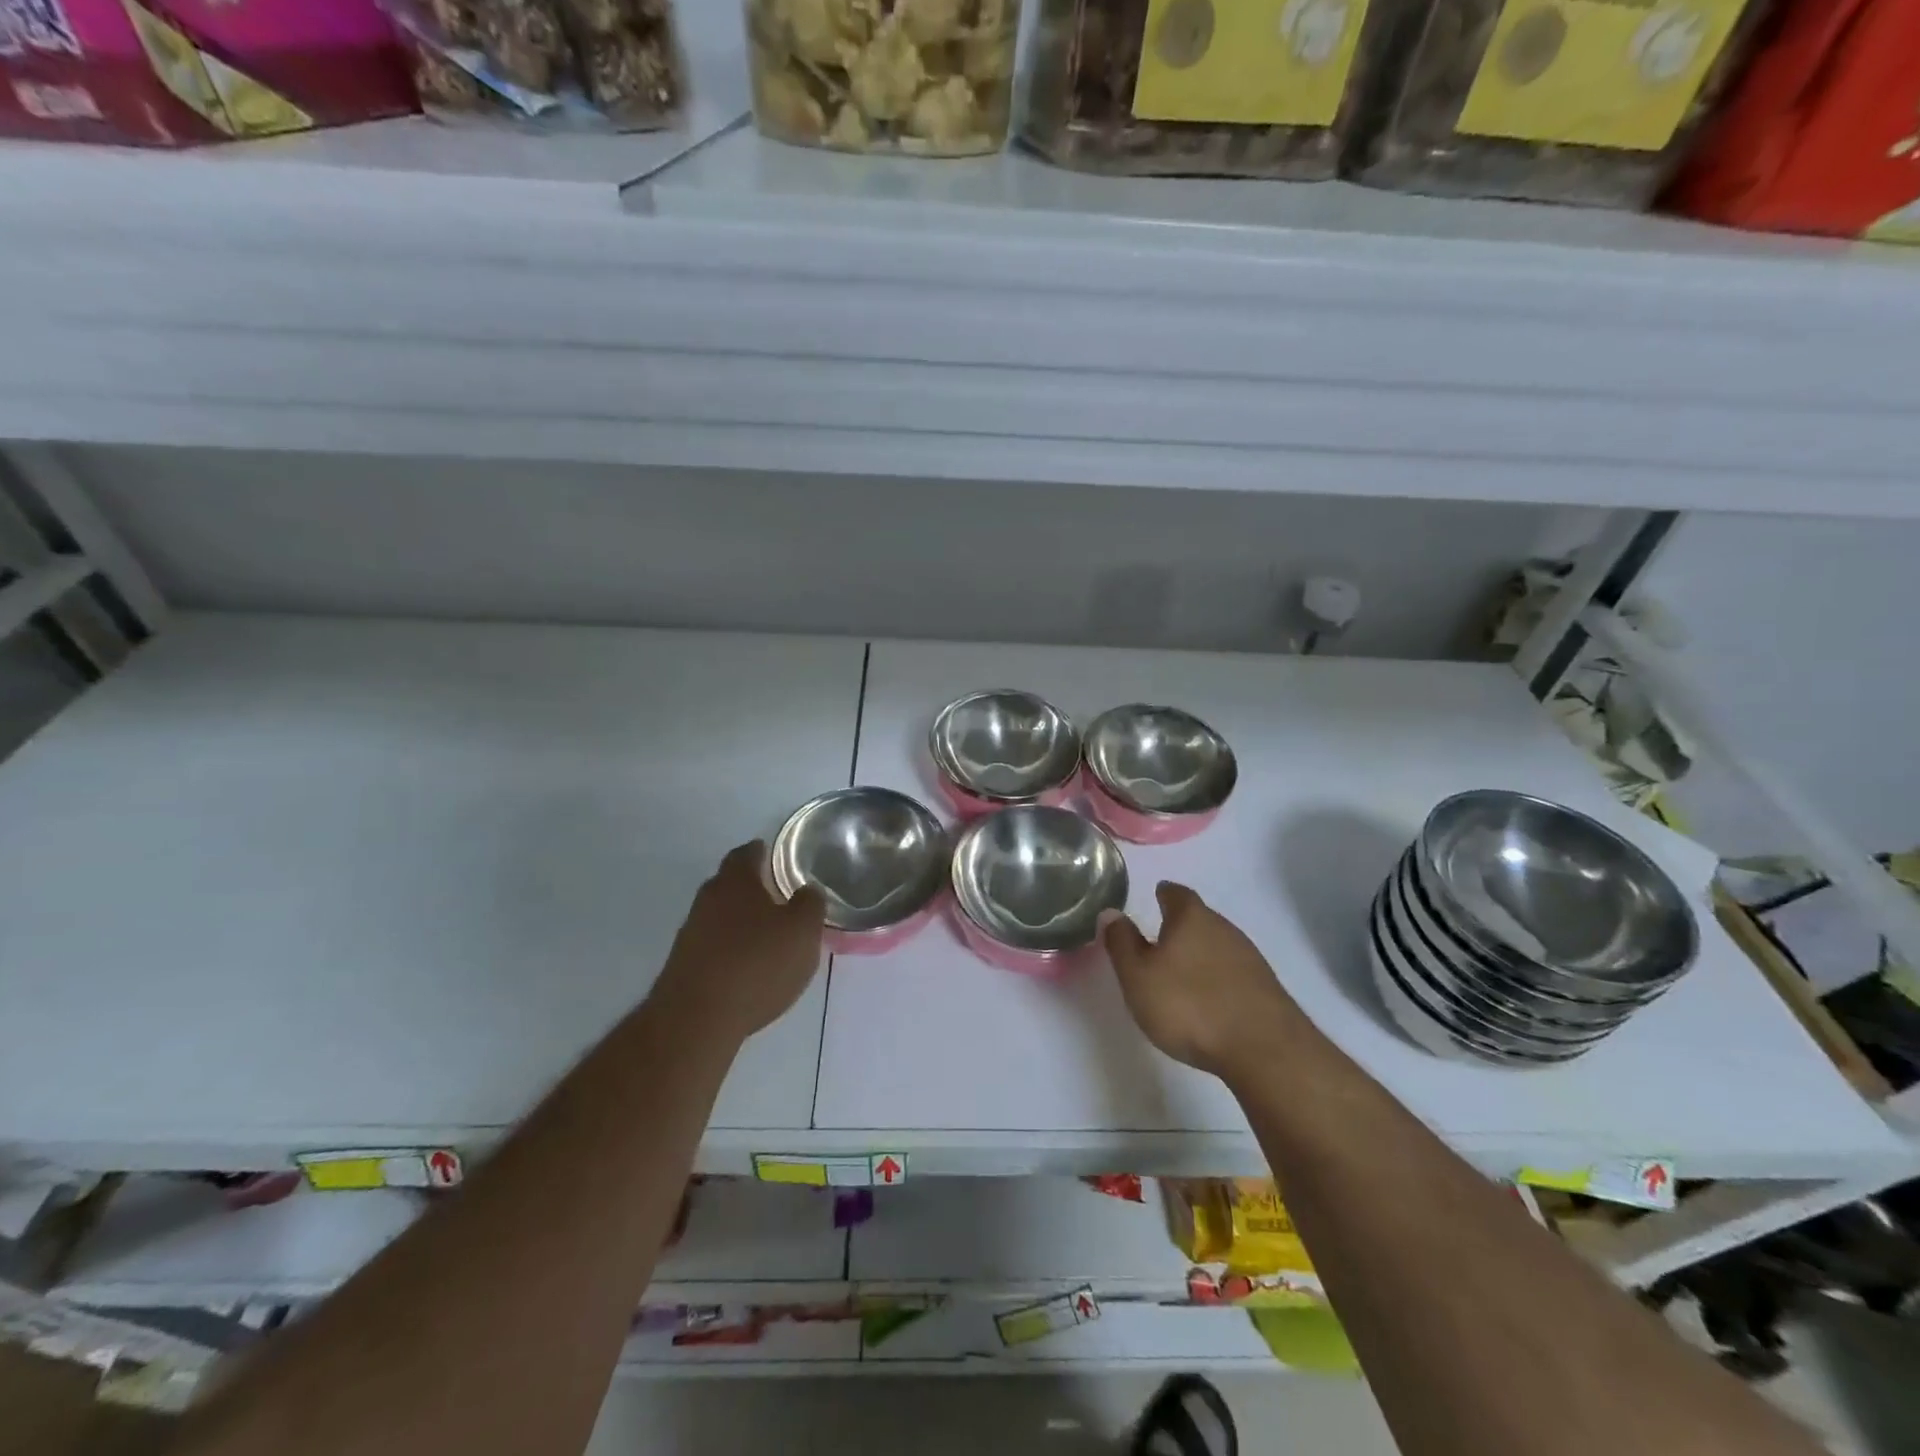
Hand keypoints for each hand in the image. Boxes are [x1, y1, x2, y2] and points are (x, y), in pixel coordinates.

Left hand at [654, 841, 825, 1045]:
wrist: (696, 1019)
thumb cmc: (756, 963)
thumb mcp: (802, 931)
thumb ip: (810, 904)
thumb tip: (807, 890)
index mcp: (735, 882)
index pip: (746, 854)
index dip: (761, 852)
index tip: (774, 855)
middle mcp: (707, 900)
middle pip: (729, 883)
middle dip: (751, 887)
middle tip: (778, 895)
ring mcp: (690, 933)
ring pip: (720, 916)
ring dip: (740, 920)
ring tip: (767, 934)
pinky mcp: (684, 966)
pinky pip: (713, 945)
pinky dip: (730, 948)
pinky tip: (747, 966)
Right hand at [1103, 882, 1305, 1082]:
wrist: (1264, 1049)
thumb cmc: (1189, 1005)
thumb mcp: (1138, 976)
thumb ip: (1122, 943)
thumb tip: (1111, 912)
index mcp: (1191, 918)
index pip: (1176, 893)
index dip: (1164, 894)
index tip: (1156, 896)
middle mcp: (1224, 928)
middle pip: (1200, 918)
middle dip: (1182, 926)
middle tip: (1161, 939)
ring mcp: (1250, 958)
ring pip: (1218, 945)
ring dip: (1201, 953)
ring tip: (1183, 972)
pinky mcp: (1266, 989)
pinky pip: (1234, 972)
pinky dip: (1219, 978)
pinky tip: (1210, 998)